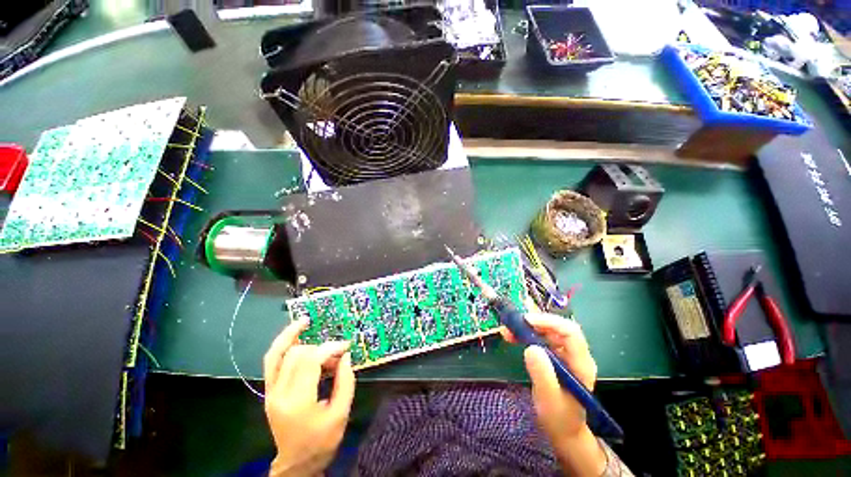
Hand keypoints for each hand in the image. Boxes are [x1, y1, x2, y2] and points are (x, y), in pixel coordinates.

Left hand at [263, 319, 354, 476]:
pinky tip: (294, 336)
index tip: (345, 346)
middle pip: (296, 355)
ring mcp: (270, 392)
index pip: (311, 361)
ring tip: (304, 321)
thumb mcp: (341, 413)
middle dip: (320, 347)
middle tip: (337, 352)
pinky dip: (282, 346)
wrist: (296, 463)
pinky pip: (272, 362)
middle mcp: (279, 393)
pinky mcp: (269, 391)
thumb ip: (345, 381)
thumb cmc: (321, 442)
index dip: (329, 348)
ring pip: (276, 354)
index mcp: (297, 401)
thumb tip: (345, 354)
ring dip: (291, 336)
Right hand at [502, 313, 606, 475]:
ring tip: (508, 331)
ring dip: (527, 327)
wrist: (564, 431)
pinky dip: (526, 334)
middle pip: (557, 327)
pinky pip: (541, 338)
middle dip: (533, 322)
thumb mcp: (549, 399)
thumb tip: (531, 347)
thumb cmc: (559, 418)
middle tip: (512, 325)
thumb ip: (542, 374)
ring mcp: (566, 354)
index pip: (570, 332)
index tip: (525, 321)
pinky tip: (513, 337)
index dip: (548, 321)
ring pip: (547, 330)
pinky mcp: (555, 356)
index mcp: (581, 363)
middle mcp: (575, 354)